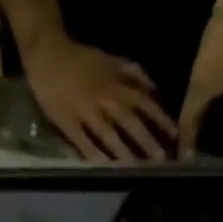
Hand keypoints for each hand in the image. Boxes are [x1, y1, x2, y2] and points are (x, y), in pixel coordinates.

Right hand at [24, 36, 175, 161]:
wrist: (47, 52)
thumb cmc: (81, 59)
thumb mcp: (110, 59)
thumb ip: (132, 73)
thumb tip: (153, 89)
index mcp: (116, 84)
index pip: (144, 102)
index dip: (160, 118)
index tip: (175, 135)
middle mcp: (105, 99)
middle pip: (130, 122)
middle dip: (147, 141)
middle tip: (162, 160)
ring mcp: (86, 112)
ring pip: (109, 135)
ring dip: (125, 153)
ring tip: (137, 169)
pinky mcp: (69, 123)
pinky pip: (84, 142)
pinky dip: (95, 155)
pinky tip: (106, 169)